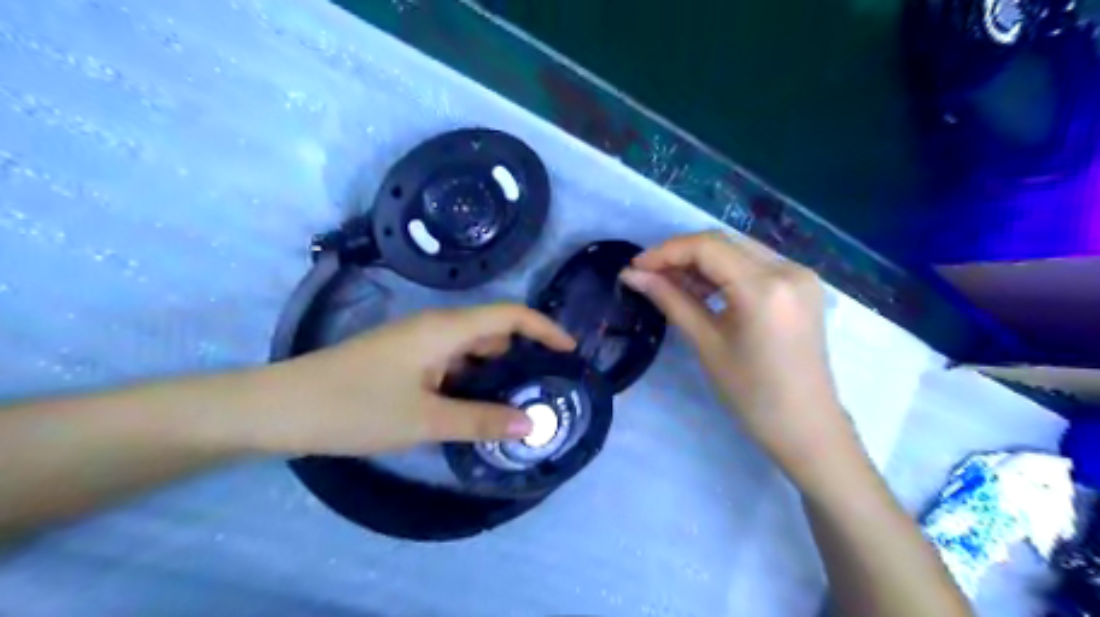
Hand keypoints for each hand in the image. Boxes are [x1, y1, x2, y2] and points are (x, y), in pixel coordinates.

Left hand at [247, 303, 578, 455]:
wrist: (279, 407)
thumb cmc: (355, 407)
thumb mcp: (425, 419)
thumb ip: (482, 420)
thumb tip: (533, 423)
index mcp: (446, 329)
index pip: (511, 315)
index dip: (545, 329)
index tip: (571, 353)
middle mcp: (436, 327)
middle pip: (494, 331)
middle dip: (525, 354)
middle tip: (549, 388)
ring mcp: (418, 342)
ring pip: (472, 349)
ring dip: (497, 370)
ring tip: (521, 402)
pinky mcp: (405, 358)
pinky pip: (452, 362)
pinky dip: (472, 380)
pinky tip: (477, 406)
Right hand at [622, 235, 852, 478]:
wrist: (807, 426)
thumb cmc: (752, 394)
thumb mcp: (707, 344)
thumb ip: (670, 300)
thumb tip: (632, 275)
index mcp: (765, 287)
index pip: (707, 247)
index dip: (666, 252)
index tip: (635, 267)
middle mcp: (789, 269)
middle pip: (723, 243)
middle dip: (681, 254)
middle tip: (649, 275)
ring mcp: (801, 275)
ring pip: (738, 250)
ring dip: (702, 262)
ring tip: (671, 283)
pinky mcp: (802, 285)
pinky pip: (755, 264)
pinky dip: (725, 271)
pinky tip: (703, 289)